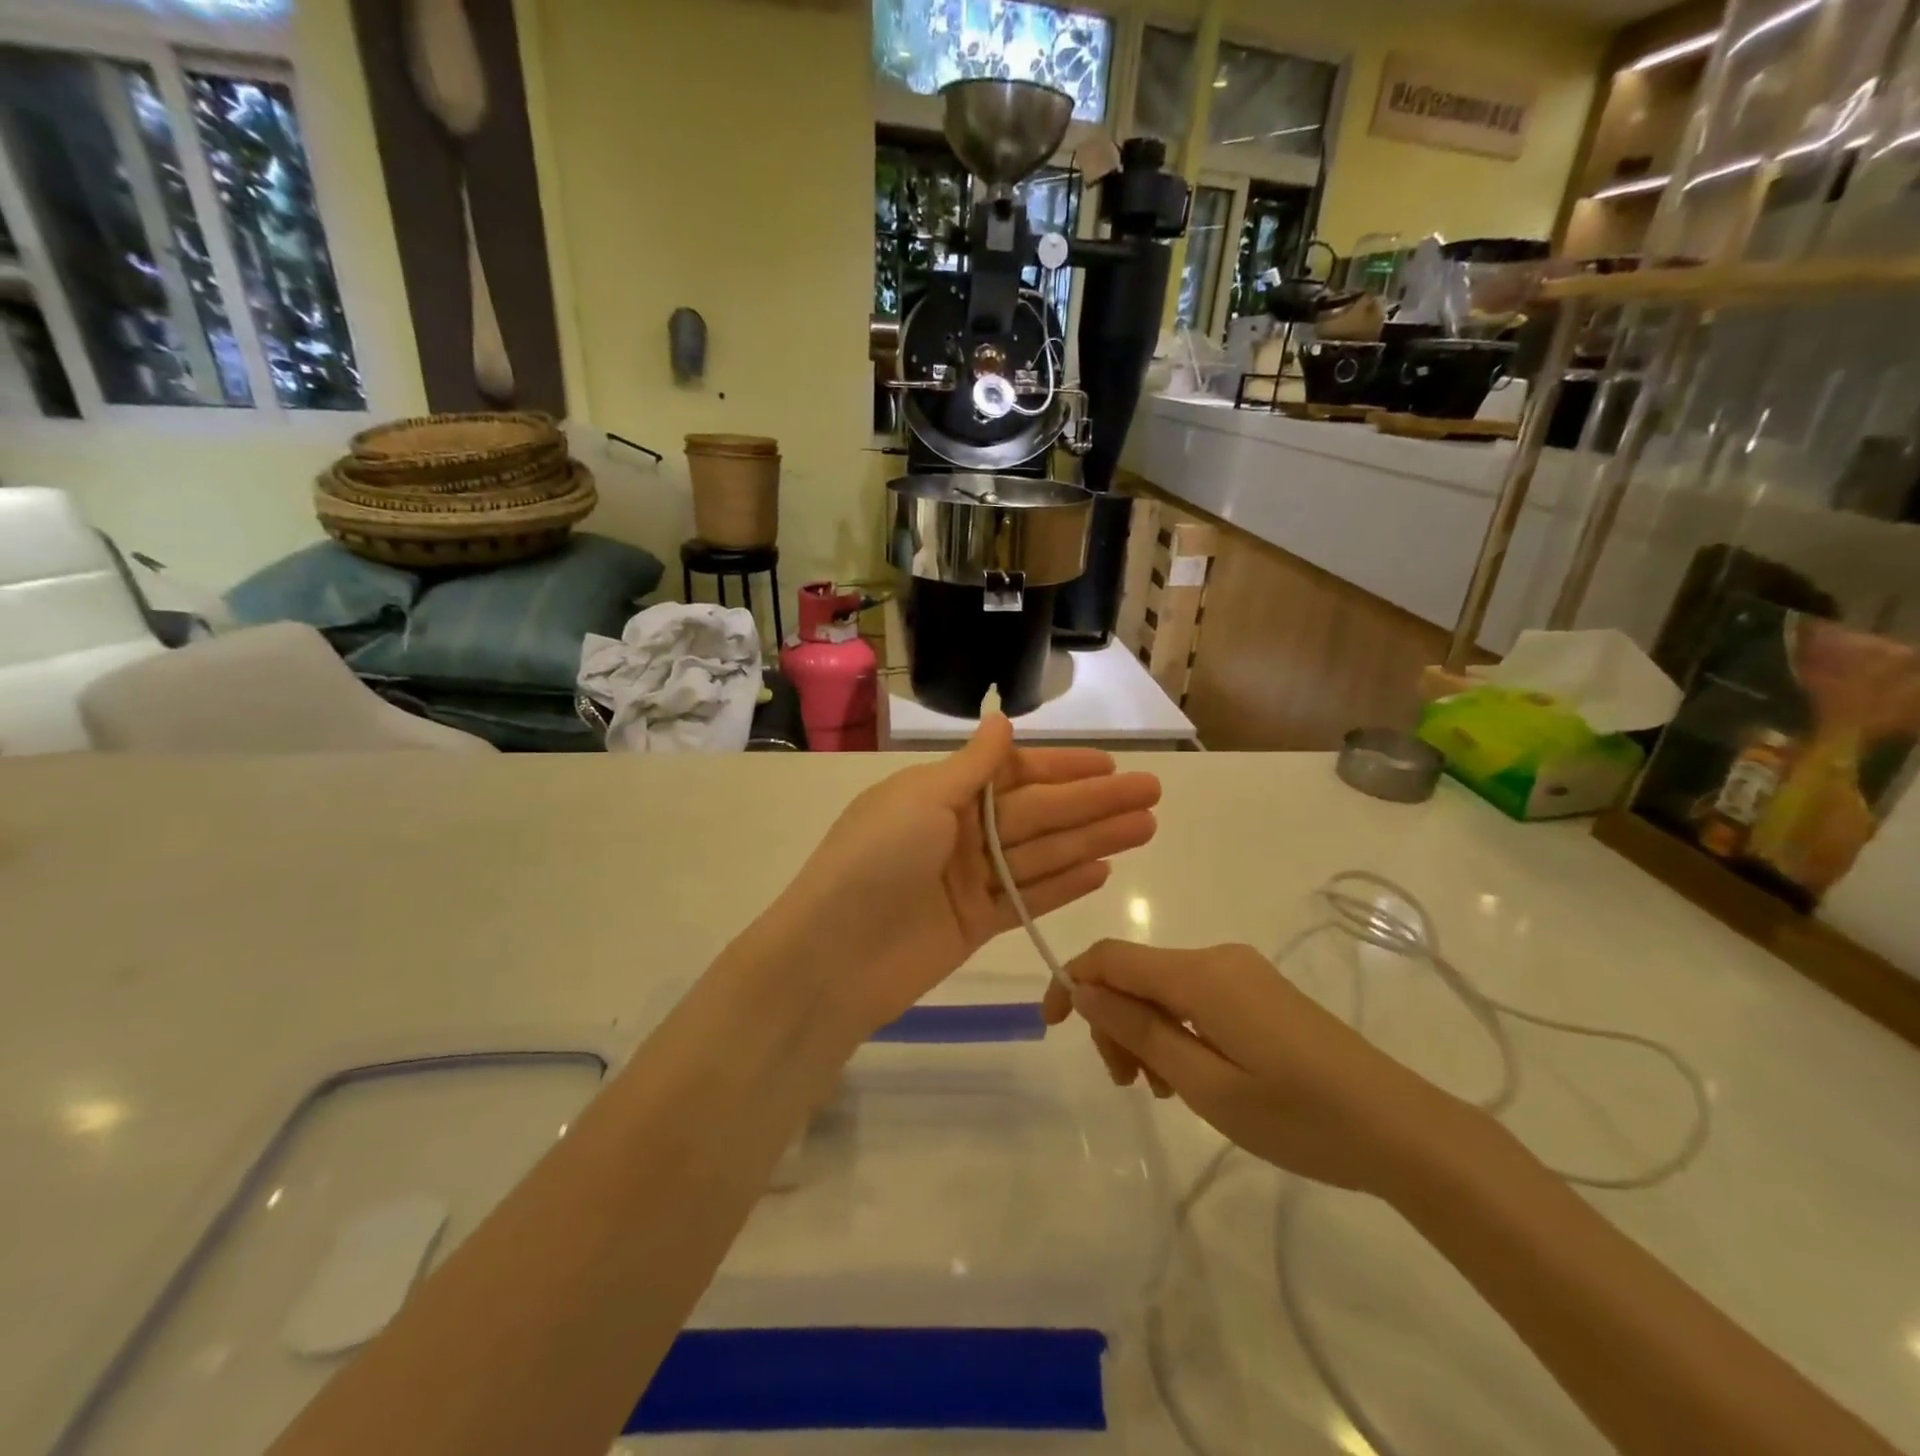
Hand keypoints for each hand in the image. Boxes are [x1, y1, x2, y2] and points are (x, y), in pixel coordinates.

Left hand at [770, 716, 1159, 1036]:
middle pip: (1038, 813)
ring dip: (1092, 840)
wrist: (831, 957)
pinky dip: (1063, 885)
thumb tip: (1001, 721)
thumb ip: (972, 766)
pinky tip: (1104, 870)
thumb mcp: (921, 798)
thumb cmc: (874, 860)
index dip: (1064, 769)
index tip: (1111, 766)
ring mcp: (968, 880)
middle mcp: (958, 832)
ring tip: (1145, 828)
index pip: (1014, 773)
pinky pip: (1028, 898)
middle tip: (1153, 793)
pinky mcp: (976, 924)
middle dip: (1094, 803)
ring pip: (1042, 854)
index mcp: (940, 793)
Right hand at [1043, 940, 1466, 1194]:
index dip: (1071, 980)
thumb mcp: (1205, 1084)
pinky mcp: (1260, 991)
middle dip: (1115, 1020)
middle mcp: (1216, 958)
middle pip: (1137, 974)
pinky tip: (1192, 1076)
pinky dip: (1177, 1030)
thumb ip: (1140, 1031)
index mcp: (1199, 974)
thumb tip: (1084, 990)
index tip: (1051, 1026)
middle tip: (1127, 1086)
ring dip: (1146, 1031)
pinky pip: (1196, 997)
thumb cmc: (1298, 1115)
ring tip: (1164, 1092)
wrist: (1400, 1129)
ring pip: (1165, 988)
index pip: (1111, 957)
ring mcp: (1242, 972)